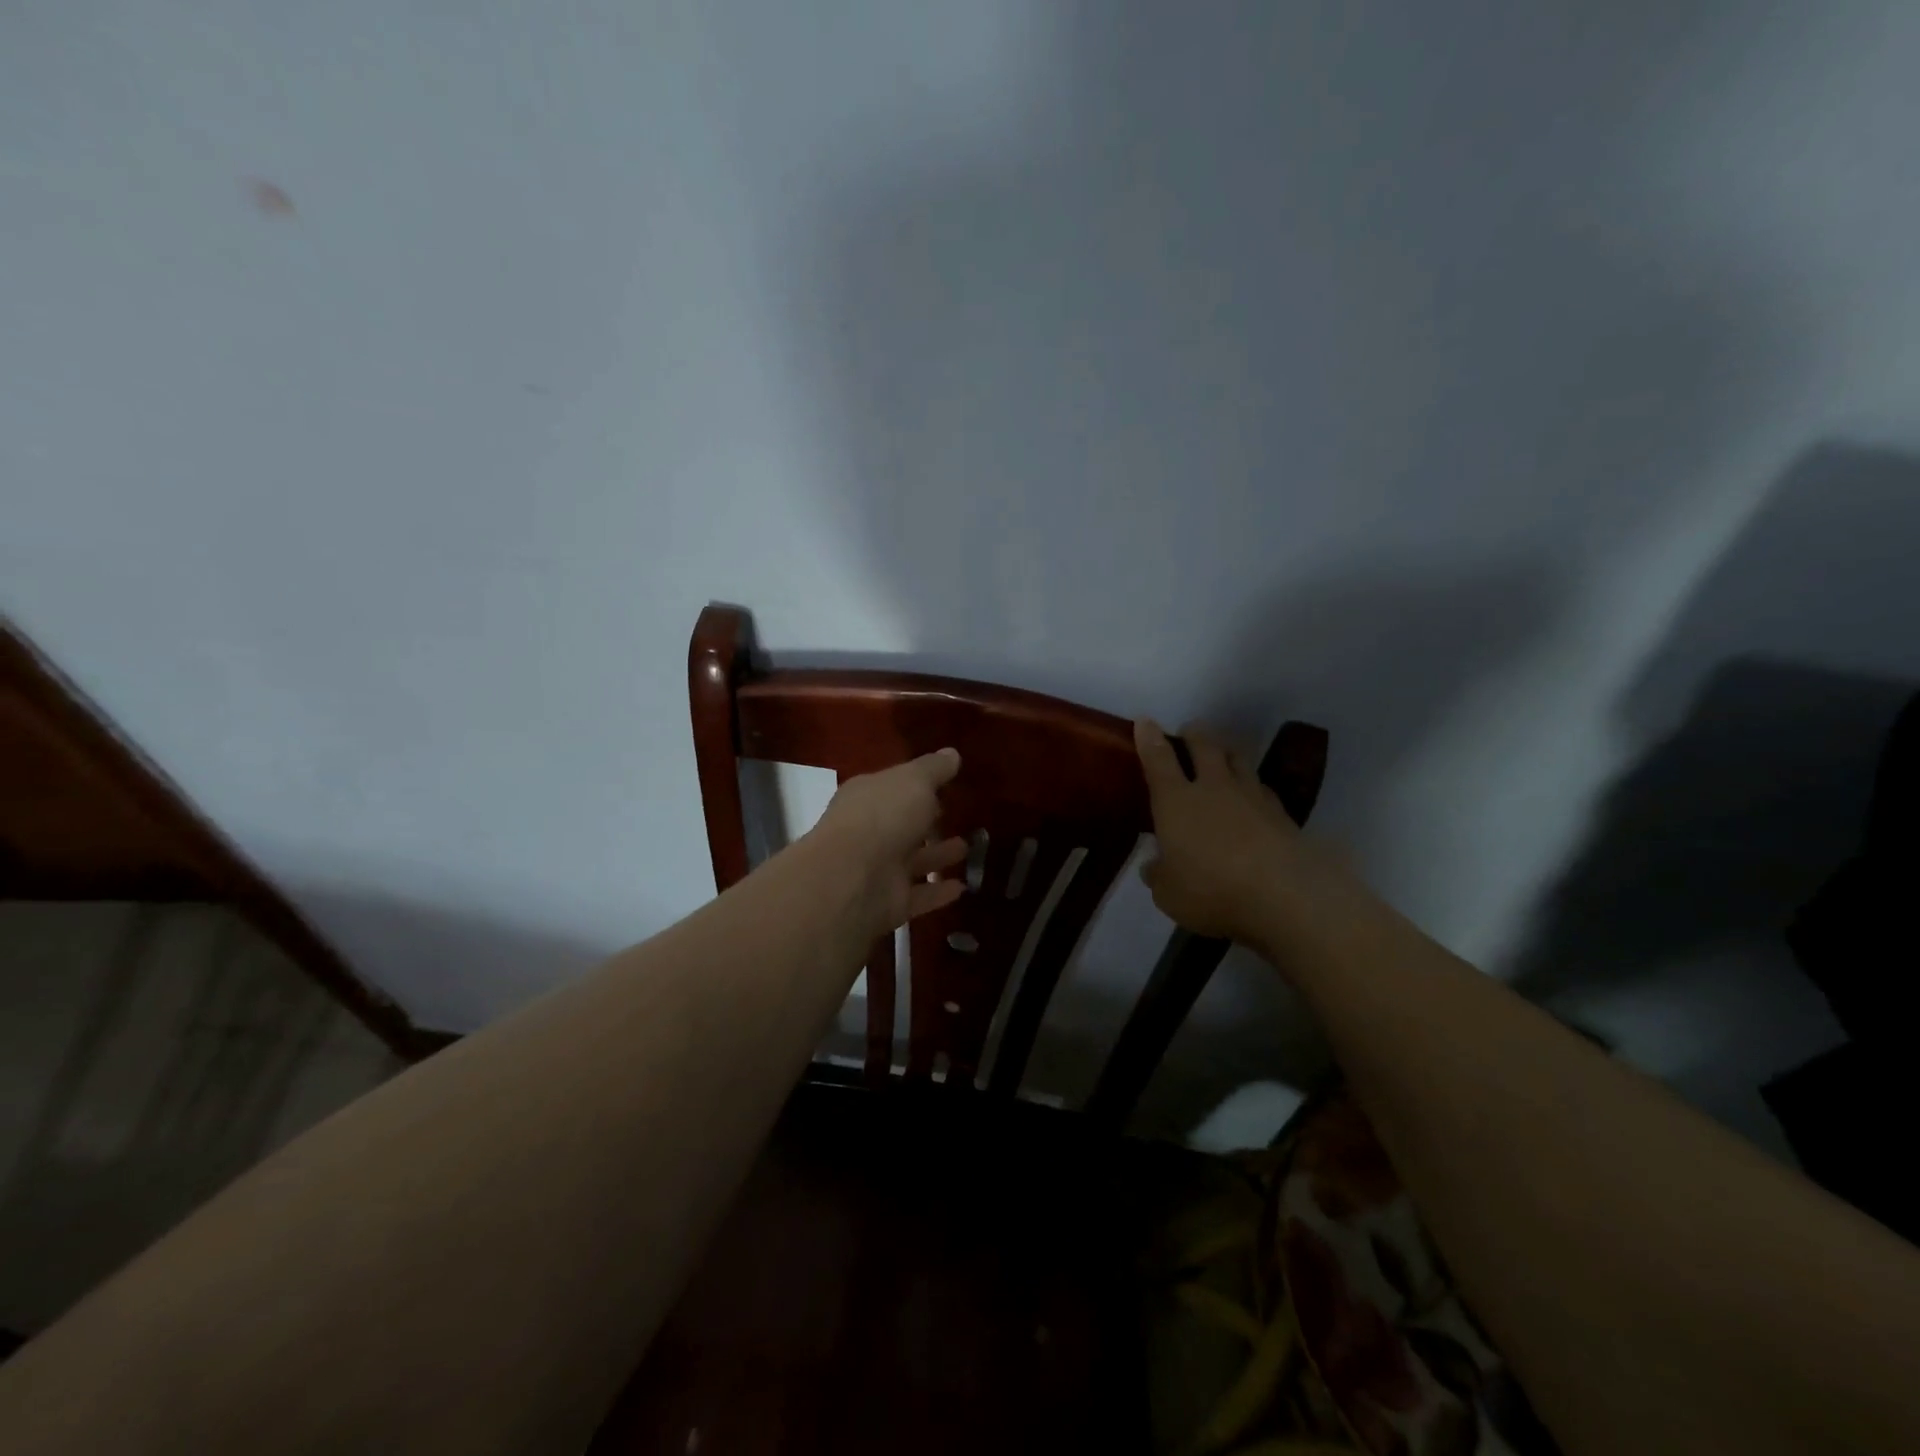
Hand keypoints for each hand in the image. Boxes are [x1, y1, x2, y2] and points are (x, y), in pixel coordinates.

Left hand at [804, 748, 967, 942]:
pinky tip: (963, 887)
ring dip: (938, 855)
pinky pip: (919, 895)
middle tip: (957, 815)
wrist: (853, 879)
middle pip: (902, 824)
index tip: (943, 784)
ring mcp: (878, 869)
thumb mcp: (914, 781)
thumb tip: (952, 753)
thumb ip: (934, 768)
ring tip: (967, 847)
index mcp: (867, 797)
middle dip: (928, 820)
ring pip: (913, 860)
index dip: (916, 785)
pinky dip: (939, 892)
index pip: (893, 787)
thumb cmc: (884, 816)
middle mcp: (869, 832)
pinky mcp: (889, 902)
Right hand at [1135, 718, 1304, 943]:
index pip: (1158, 760)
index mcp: (1176, 801)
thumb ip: (1159, 875)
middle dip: (1194, 735)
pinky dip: (1253, 786)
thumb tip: (1154, 866)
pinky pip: (1263, 788)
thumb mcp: (1169, 893)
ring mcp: (1252, 797)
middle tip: (1190, 730)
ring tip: (1223, 754)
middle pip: (1204, 747)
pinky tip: (1254, 796)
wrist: (1285, 897)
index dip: (1149, 738)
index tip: (1145, 721)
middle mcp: (1213, 789)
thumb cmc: (1212, 891)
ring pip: (1238, 760)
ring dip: (1227, 752)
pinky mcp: (1282, 814)